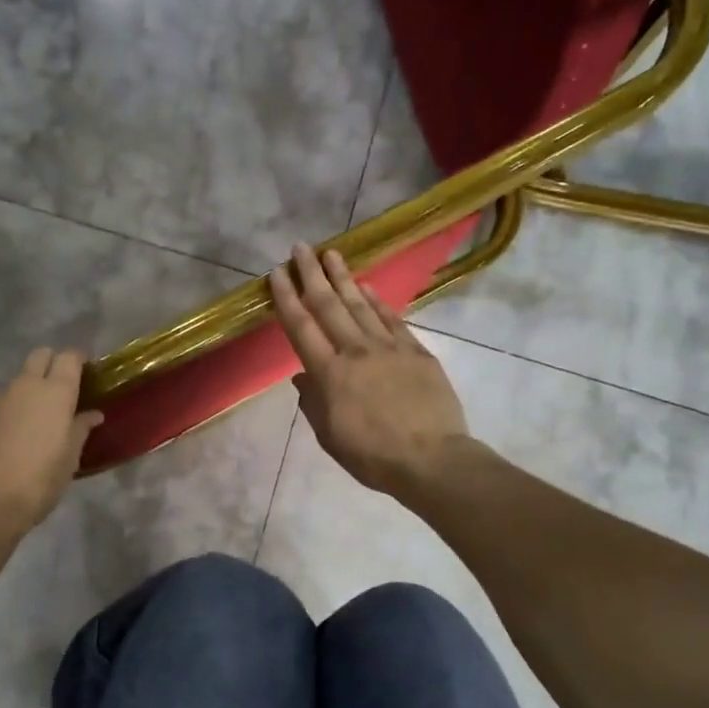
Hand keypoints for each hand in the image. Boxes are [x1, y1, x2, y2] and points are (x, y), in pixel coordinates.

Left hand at [0, 349, 103, 534]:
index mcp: (56, 391)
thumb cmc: (40, 481)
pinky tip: (14, 428)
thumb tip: (92, 414)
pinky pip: (0, 398)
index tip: (88, 373)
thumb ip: (80, 429)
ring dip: (29, 385)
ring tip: (37, 412)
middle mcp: (26, 385)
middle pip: (40, 356)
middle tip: (64, 388)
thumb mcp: (70, 458)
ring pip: (18, 377)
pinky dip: (10, 405)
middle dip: (53, 363)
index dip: (79, 361)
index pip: (70, 357)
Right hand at [269, 243, 469, 498]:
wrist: (431, 459)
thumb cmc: (373, 456)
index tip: (277, 273)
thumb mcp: (330, 437)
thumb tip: (302, 378)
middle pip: (329, 305)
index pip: (301, 327)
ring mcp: (389, 348)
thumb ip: (313, 404)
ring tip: (331, 254)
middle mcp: (356, 351)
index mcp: (329, 374)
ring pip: (360, 305)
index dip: (287, 298)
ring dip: (343, 278)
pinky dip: (377, 300)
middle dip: (312, 274)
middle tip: (301, 248)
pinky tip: (367, 286)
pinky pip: (392, 319)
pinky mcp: (416, 351)